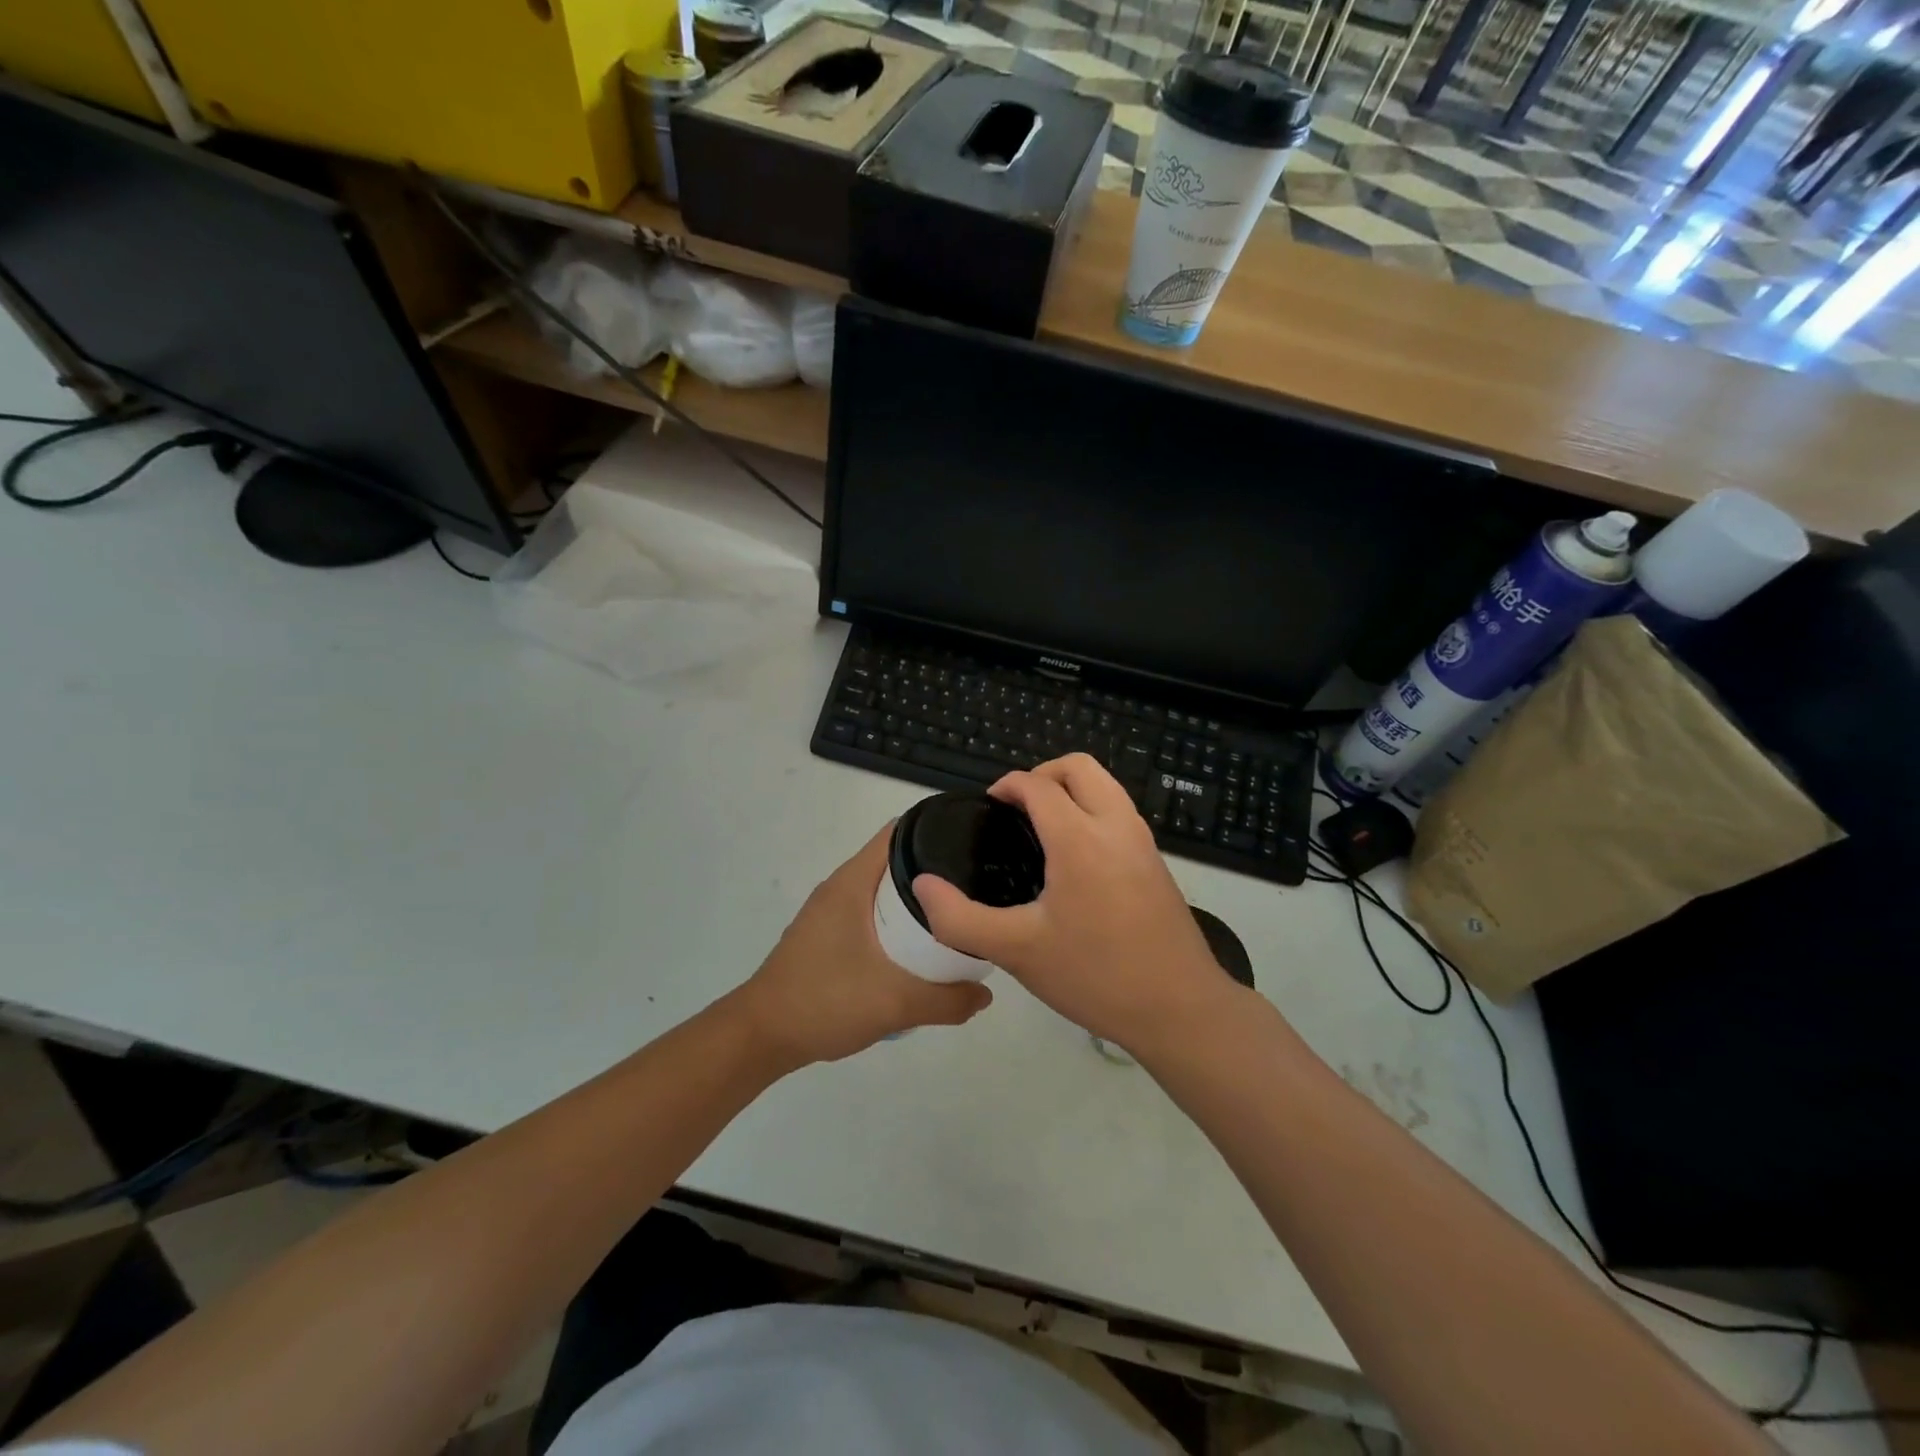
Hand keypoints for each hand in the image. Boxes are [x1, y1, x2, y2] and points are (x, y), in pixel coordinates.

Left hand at [737, 824, 992, 1069]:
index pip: (900, 833)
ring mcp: (831, 910)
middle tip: (975, 889)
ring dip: (917, 900)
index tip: (974, 845)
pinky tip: (919, 947)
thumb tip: (986, 994)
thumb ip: (946, 1000)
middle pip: (897, 860)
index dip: (938, 832)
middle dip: (936, 872)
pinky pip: (872, 912)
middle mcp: (841, 886)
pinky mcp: (827, 933)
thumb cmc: (824, 1001)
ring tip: (957, 915)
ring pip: (884, 890)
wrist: (762, 1035)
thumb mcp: (895, 1003)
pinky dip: (897, 921)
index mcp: (853, 881)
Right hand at [912, 754, 1234, 1056]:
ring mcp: (1142, 842)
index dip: (1009, 785)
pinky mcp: (1157, 861)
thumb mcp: (1016, 951)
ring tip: (1042, 829)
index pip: (1038, 786)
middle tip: (1017, 809)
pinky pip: (1120, 811)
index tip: (989, 806)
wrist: (1180, 1009)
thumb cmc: (1095, 975)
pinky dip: (1093, 810)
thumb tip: (923, 885)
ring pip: (1106, 785)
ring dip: (1072, 789)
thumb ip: (960, 918)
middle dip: (1043, 774)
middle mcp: (1116, 826)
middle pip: (1080, 767)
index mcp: (1079, 839)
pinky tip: (1075, 858)